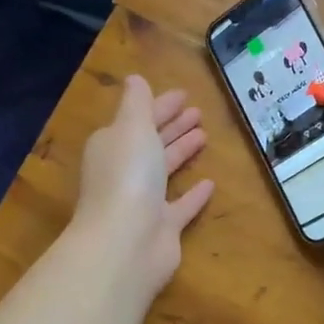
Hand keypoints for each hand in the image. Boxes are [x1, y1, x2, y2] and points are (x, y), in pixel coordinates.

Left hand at [70, 75, 215, 300]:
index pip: (138, 119)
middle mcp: (125, 172)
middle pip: (151, 143)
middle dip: (172, 126)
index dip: (159, 106)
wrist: (125, 244)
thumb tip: (135, 79)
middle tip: (198, 112)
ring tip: (205, 136)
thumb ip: (136, 103)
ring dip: (182, 152)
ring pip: (165, 171)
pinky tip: (210, 183)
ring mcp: (143, 202)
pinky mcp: (163, 228)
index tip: (184, 95)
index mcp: (113, 146)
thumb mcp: (131, 128)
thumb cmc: (128, 177)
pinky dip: (194, 194)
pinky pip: (181, 206)